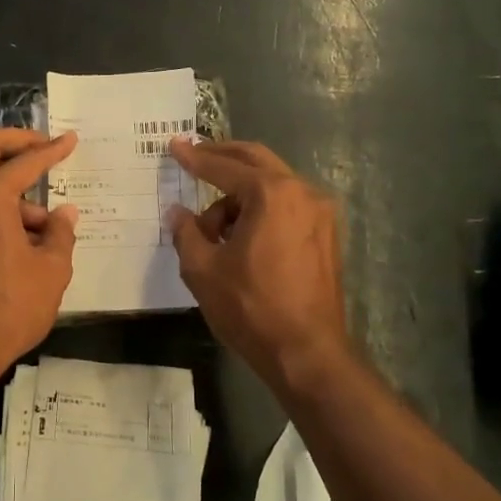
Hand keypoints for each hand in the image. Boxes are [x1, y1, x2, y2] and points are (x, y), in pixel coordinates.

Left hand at [0, 129, 79, 381]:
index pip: (25, 161)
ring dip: (6, 186)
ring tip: (40, 225)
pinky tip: (15, 238)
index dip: (52, 150)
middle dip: (16, 142)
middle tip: (43, 148)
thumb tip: (64, 214)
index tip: (69, 140)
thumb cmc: (9, 306)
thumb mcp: (51, 270)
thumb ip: (60, 233)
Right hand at [167, 138, 351, 390]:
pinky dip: (262, 210)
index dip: (194, 158)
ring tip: (213, 232)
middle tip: (195, 158)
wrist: (307, 354)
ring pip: (273, 186)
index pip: (224, 167)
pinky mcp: (327, 236)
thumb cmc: (251, 308)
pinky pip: (288, 206)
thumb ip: (186, 233)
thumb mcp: (203, 270)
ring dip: (240, 195)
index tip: (174, 146)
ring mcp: (321, 214)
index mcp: (272, 194)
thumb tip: (178, 213)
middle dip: (223, 158)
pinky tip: (241, 238)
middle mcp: (302, 193)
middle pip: (256, 161)